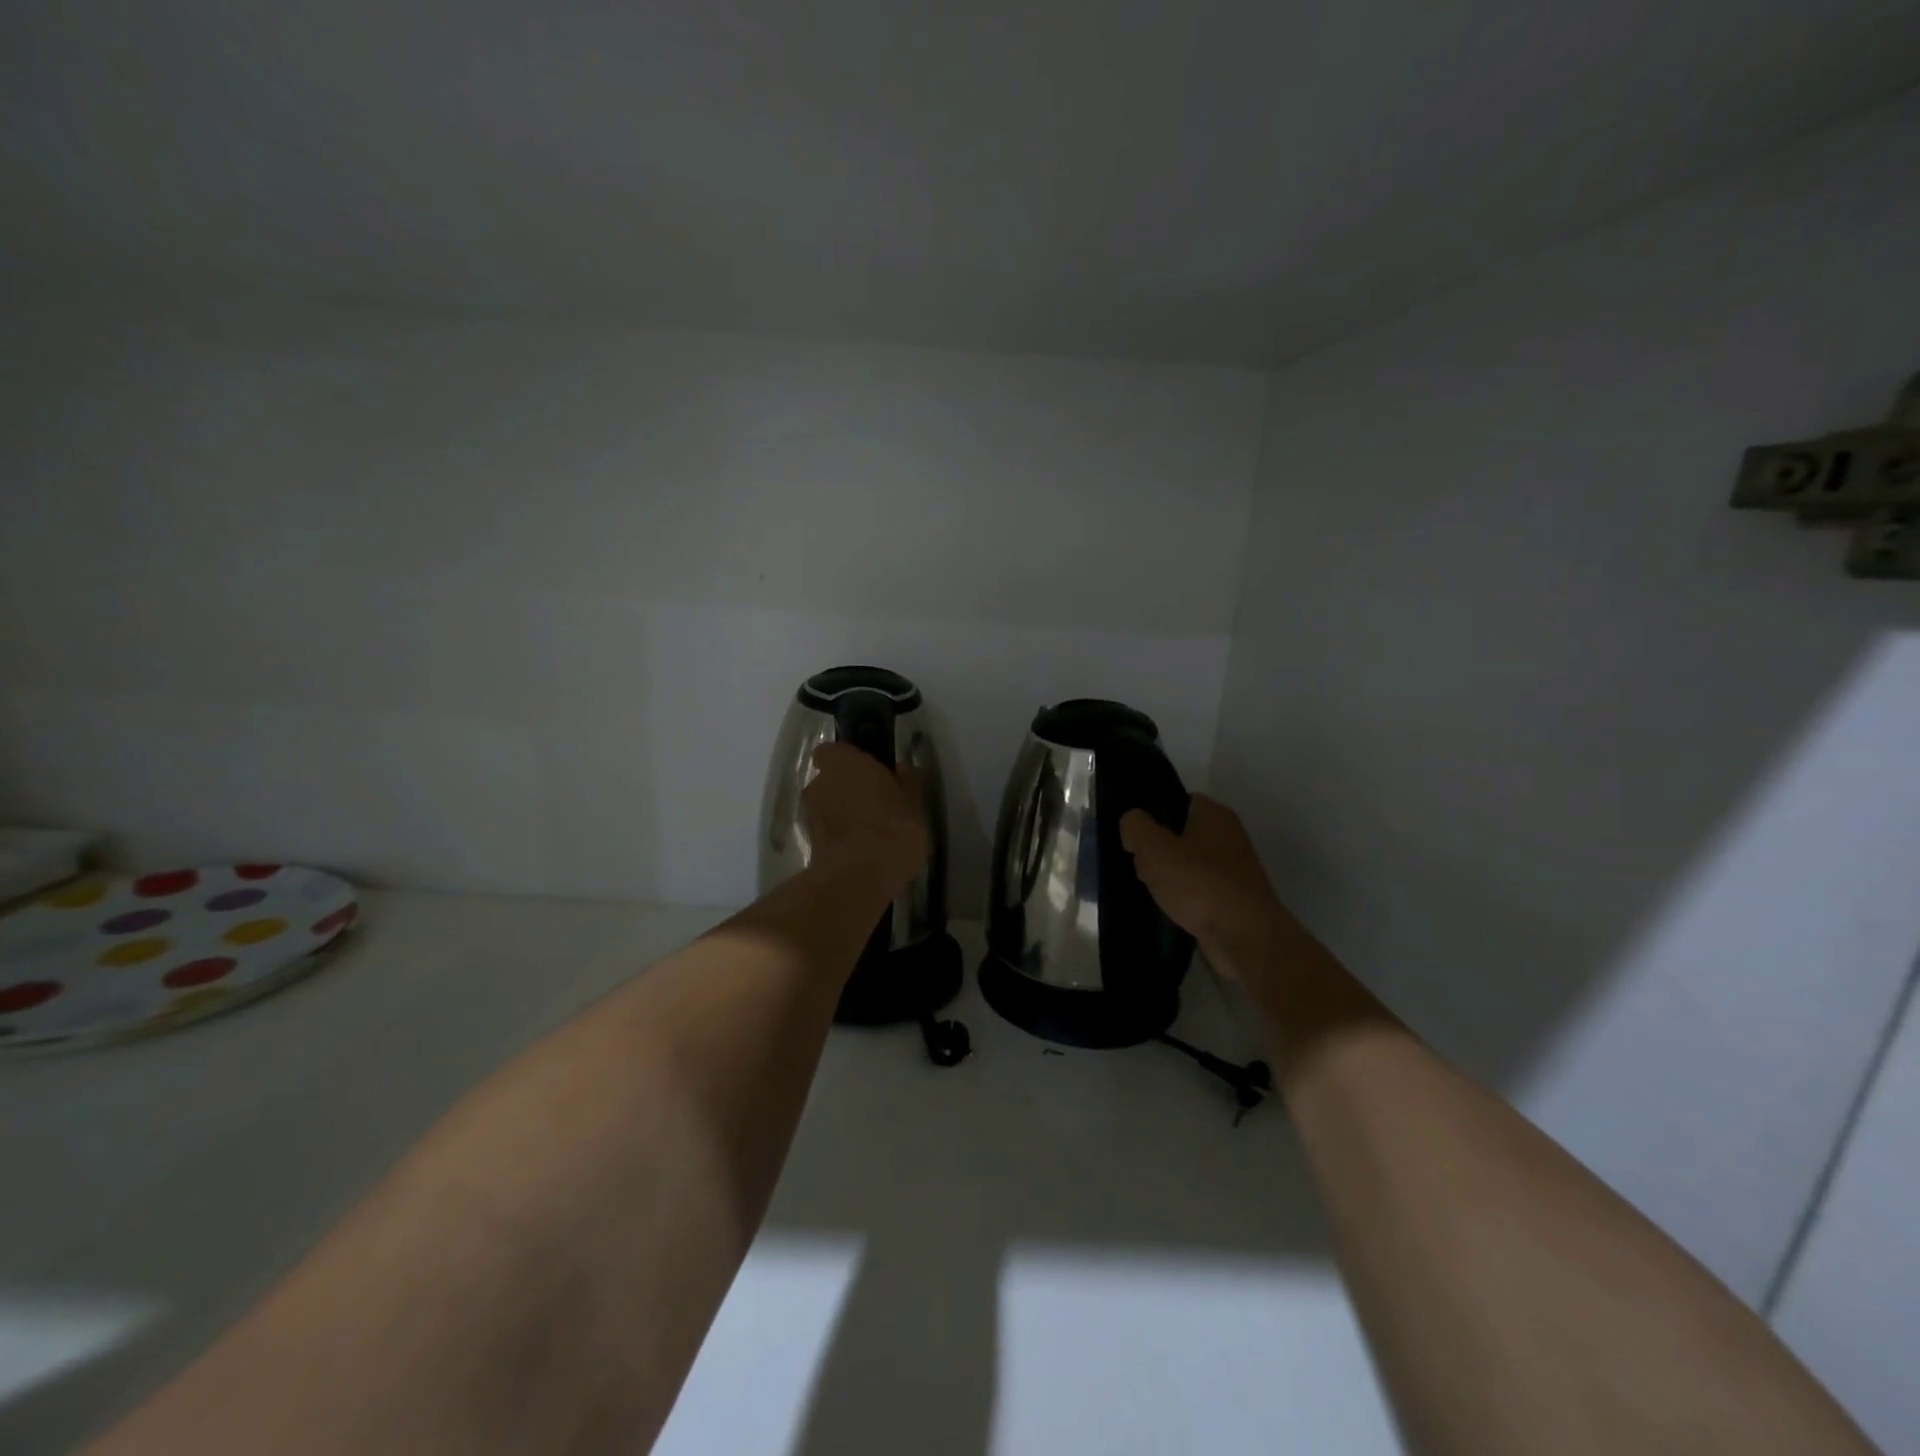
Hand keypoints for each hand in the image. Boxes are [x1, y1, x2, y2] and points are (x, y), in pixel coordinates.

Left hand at [804, 742, 929, 895]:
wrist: (860, 878)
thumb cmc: (892, 828)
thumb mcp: (914, 803)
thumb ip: (908, 781)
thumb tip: (903, 769)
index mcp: (844, 763)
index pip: (832, 751)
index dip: (847, 760)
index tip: (868, 772)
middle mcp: (819, 783)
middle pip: (828, 780)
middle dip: (846, 789)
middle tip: (873, 804)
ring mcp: (810, 815)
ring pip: (825, 807)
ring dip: (841, 815)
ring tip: (868, 833)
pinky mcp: (809, 844)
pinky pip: (826, 831)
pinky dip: (838, 837)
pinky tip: (861, 851)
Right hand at [1120, 795, 1286, 980]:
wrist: (1244, 936)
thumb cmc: (1199, 882)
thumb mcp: (1154, 847)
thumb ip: (1135, 826)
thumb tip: (1132, 823)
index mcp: (1215, 814)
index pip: (1179, 801)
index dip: (1154, 814)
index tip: (1135, 834)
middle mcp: (1229, 837)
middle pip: (1181, 834)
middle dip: (1158, 850)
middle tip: (1140, 864)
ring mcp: (1234, 870)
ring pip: (1189, 865)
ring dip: (1169, 877)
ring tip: (1152, 890)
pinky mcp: (1233, 900)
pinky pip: (1199, 891)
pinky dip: (1184, 899)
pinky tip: (1169, 909)